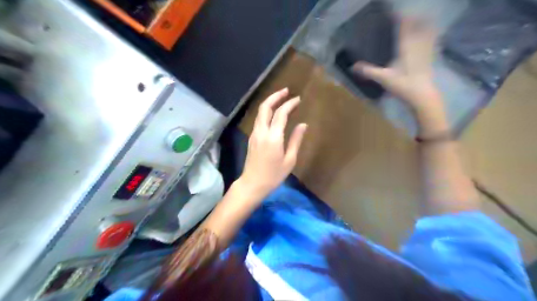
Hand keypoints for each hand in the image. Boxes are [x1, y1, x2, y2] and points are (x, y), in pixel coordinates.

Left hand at [238, 88, 305, 196]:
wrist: (252, 184)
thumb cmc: (273, 175)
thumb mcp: (289, 160)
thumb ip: (295, 140)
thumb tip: (303, 125)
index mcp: (273, 137)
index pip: (281, 114)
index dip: (290, 104)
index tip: (298, 99)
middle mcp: (261, 131)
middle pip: (265, 107)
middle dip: (276, 96)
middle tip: (286, 91)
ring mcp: (254, 134)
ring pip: (260, 112)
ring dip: (270, 102)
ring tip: (281, 98)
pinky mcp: (252, 137)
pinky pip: (258, 119)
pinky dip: (266, 111)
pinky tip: (273, 113)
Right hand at [353, 17, 439, 113]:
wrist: (422, 95)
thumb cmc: (403, 85)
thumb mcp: (383, 78)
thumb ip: (368, 71)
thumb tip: (352, 66)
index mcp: (406, 46)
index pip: (404, 25)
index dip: (399, 17)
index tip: (392, 13)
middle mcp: (418, 44)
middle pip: (417, 24)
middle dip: (411, 18)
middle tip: (402, 18)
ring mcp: (427, 49)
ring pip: (427, 30)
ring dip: (422, 23)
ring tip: (417, 21)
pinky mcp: (431, 56)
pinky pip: (433, 39)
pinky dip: (431, 33)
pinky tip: (427, 35)